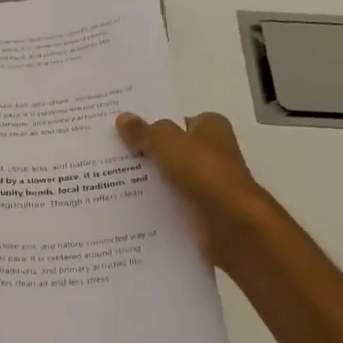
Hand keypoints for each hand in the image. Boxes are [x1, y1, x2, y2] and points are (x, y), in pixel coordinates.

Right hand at [116, 111, 274, 264]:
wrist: (231, 224)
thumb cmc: (203, 172)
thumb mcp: (167, 142)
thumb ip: (144, 131)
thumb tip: (123, 118)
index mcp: (212, 127)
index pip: (179, 121)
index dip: (154, 125)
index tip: (124, 131)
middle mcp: (214, 153)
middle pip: (173, 150)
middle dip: (146, 154)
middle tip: (111, 156)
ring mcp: (209, 184)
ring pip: (170, 179)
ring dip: (148, 182)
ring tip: (111, 182)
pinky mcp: (204, 211)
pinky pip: (173, 204)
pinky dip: (156, 206)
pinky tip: (130, 207)